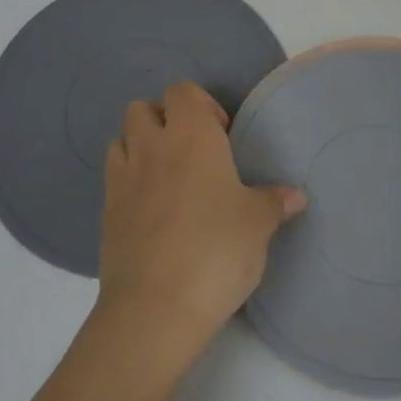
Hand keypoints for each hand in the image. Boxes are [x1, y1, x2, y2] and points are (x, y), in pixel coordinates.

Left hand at [96, 81, 306, 370]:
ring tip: (167, 177)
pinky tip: (151, 211)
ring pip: (121, 139)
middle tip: (192, 152)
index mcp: (191, 135)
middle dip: (164, 119)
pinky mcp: (105, 213)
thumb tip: (296, 195)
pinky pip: (113, 178)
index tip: (222, 135)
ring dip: (140, 147)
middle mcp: (152, 146)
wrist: (154, 309)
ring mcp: (122, 179)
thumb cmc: (216, 251)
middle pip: (143, 107)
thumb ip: (275, 202)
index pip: (182, 90)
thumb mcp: (258, 225)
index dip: (201, 104)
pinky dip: (128, 181)